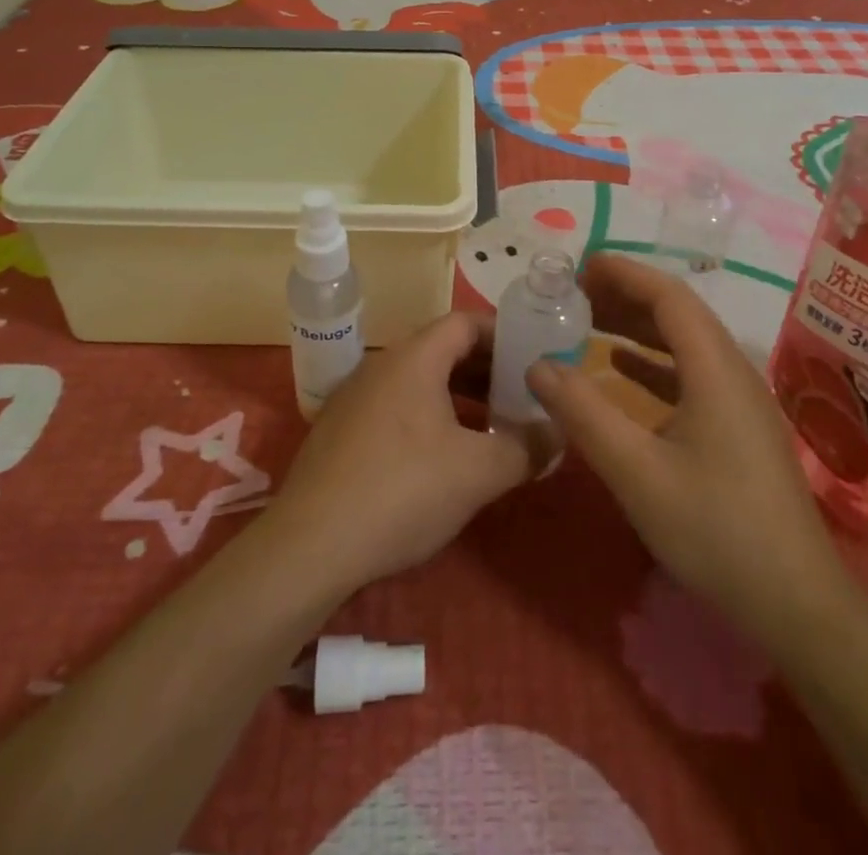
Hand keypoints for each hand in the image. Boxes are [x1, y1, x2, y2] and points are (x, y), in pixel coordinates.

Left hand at [262, 311, 530, 596]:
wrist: (310, 545)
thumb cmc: (402, 491)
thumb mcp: (478, 473)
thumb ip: (525, 448)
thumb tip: (557, 433)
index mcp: (414, 358)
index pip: (465, 323)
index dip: (503, 334)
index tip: (533, 358)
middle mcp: (381, 365)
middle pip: (442, 350)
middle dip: (486, 370)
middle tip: (520, 396)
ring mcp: (355, 397)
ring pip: (419, 381)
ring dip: (458, 397)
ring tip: (490, 427)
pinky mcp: (340, 431)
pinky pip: (396, 406)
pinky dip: (428, 417)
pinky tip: (443, 457)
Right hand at [528, 254, 851, 638]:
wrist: (797, 603)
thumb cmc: (717, 530)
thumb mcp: (637, 472)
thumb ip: (584, 414)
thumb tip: (538, 365)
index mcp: (715, 369)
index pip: (668, 296)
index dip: (624, 273)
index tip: (580, 266)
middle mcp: (732, 371)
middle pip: (678, 313)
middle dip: (625, 295)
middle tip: (573, 293)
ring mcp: (740, 400)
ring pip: (685, 342)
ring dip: (638, 325)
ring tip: (588, 320)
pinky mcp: (739, 427)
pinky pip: (692, 372)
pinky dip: (653, 361)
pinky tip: (622, 368)